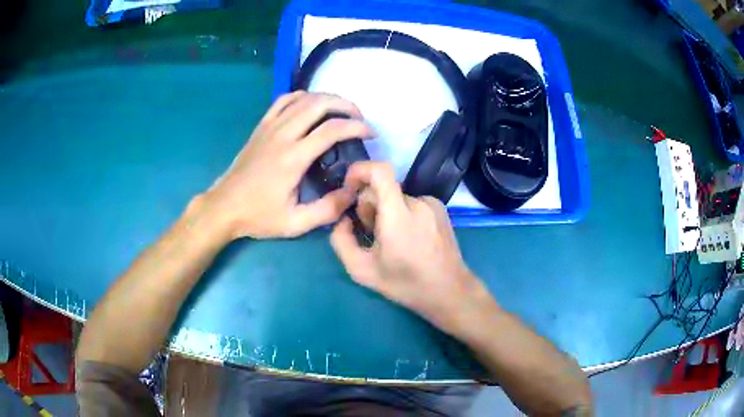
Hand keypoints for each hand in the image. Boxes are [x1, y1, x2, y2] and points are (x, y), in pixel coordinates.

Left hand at [199, 92, 374, 239]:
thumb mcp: (295, 223)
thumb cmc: (259, 216)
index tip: (370, 133)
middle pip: (319, 104)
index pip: (332, 130)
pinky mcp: (261, 127)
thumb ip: (327, 210)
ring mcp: (270, 127)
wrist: (224, 207)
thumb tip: (353, 192)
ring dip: (327, 98)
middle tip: (359, 118)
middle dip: (346, 105)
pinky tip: (311, 105)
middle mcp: (282, 135)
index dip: (357, 127)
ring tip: (341, 110)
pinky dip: (302, 97)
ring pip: (303, 98)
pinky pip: (283, 101)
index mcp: (293, 158)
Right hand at [330, 162, 498, 335]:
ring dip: (387, 213)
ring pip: (396, 197)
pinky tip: (411, 239)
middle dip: (370, 206)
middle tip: (373, 234)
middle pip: (383, 188)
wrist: (449, 291)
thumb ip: (341, 240)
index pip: (380, 171)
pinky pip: (412, 203)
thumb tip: (344, 219)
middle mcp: (417, 202)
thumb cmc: (406, 284)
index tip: (350, 187)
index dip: (360, 170)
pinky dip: (403, 214)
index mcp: (398, 215)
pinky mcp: (441, 208)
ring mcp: (432, 204)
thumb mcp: (362, 270)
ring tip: (395, 241)